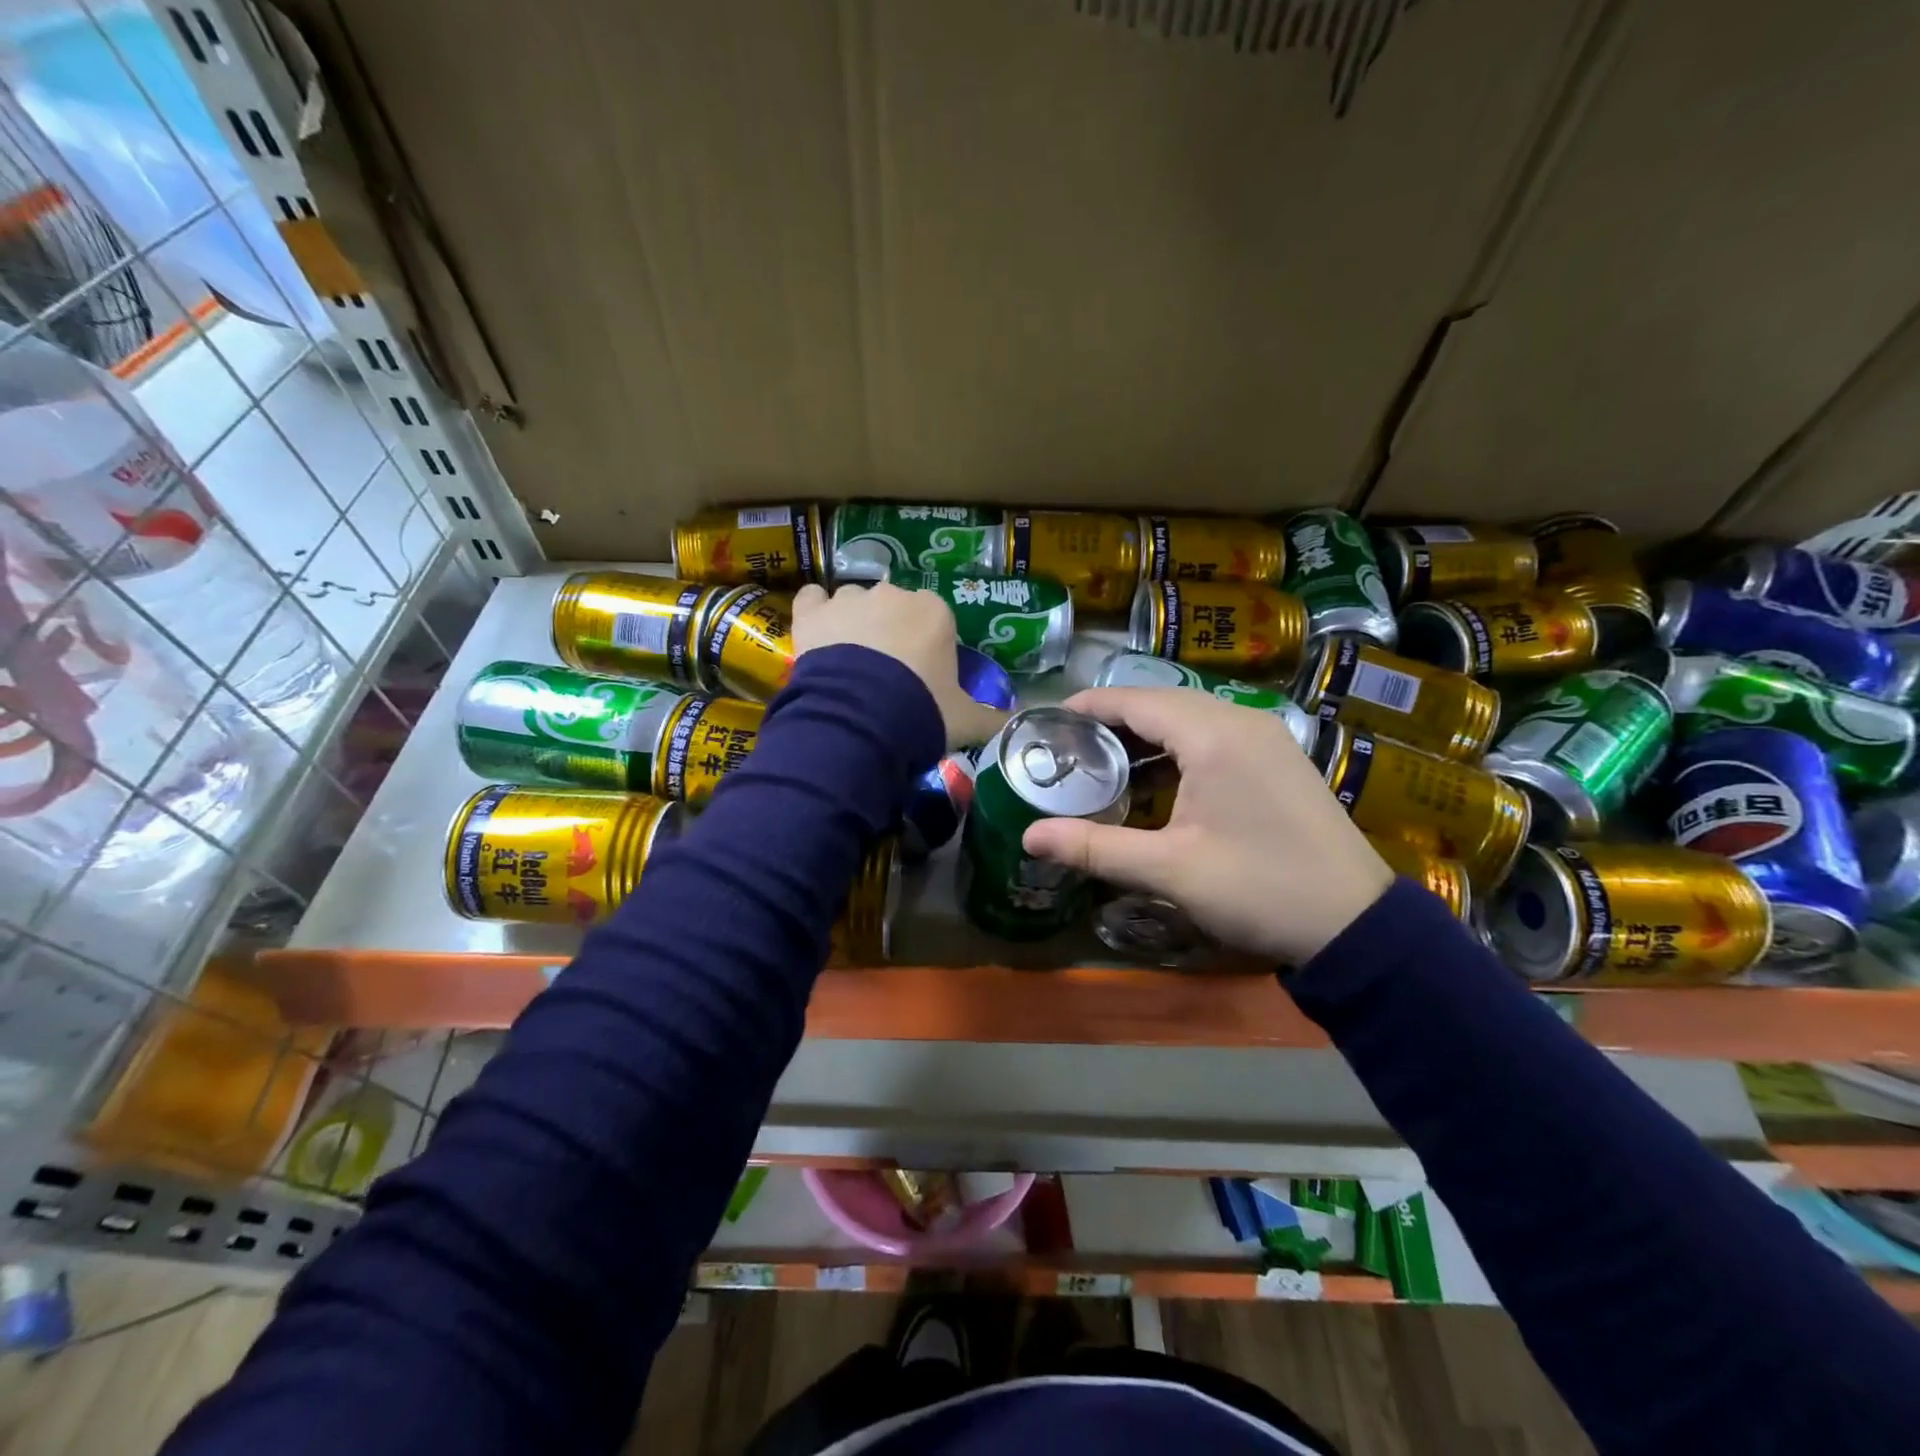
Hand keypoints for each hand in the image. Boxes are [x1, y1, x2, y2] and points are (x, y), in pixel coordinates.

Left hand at [792, 582, 1007, 747]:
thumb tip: (1016, 723)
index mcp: (935, 612)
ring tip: (850, 662)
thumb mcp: (966, 720)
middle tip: (886, 675)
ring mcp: (849, 600)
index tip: (922, 676)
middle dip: (891, 632)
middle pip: (894, 608)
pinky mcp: (812, 613)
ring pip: (854, 602)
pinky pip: (812, 600)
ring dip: (854, 623)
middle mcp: (893, 595)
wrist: (861, 719)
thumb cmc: (922, 711)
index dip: (928, 647)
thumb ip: (992, 718)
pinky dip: (816, 612)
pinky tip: (818, 633)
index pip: (935, 620)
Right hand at [1022, 688, 1393, 964]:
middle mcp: (1240, 721)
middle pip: (1161, 703)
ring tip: (1100, 764)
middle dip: (1111, 721)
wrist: (1356, 925)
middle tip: (1066, 748)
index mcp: (1213, 735)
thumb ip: (1094, 847)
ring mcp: (1265, 738)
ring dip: (1144, 736)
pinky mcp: (1277, 759)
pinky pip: (1213, 736)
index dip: (1088, 707)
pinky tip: (1153, 781)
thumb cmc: (1258, 889)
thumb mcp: (1170, 870)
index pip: (1135, 700)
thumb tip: (1028, 836)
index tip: (1048, 722)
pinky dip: (1176, 749)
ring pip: (1189, 719)